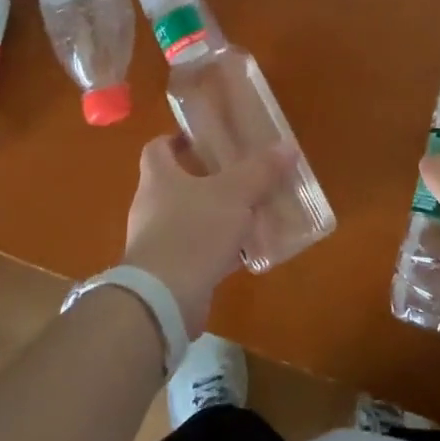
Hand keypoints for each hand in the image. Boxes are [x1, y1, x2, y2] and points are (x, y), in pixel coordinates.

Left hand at [124, 135, 284, 337]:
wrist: (163, 301)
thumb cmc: (193, 232)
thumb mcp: (234, 194)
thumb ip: (260, 170)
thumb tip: (288, 147)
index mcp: (158, 178)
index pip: (157, 148)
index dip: (176, 140)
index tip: (202, 139)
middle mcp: (151, 207)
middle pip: (175, 183)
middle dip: (205, 179)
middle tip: (238, 174)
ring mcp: (157, 242)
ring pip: (188, 219)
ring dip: (214, 215)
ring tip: (248, 212)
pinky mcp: (167, 273)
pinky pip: (196, 251)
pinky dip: (217, 249)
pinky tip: (244, 252)